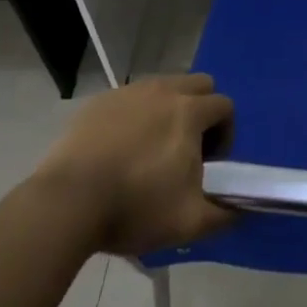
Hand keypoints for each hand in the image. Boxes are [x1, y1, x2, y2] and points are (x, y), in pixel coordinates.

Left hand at [36, 74, 236, 257]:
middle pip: (198, 84)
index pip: (224, 106)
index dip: (225, 134)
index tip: (209, 163)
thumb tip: (241, 209)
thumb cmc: (134, 208)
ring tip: (152, 148)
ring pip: (163, 87)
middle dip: (202, 110)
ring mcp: (127, 93)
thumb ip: (224, 214)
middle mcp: (162, 91)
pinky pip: (130, 99)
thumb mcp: (189, 222)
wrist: (65, 204)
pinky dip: (135, 115)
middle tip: (187, 147)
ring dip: (168, 109)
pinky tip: (120, 149)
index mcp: (189, 112)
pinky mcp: (98, 102)